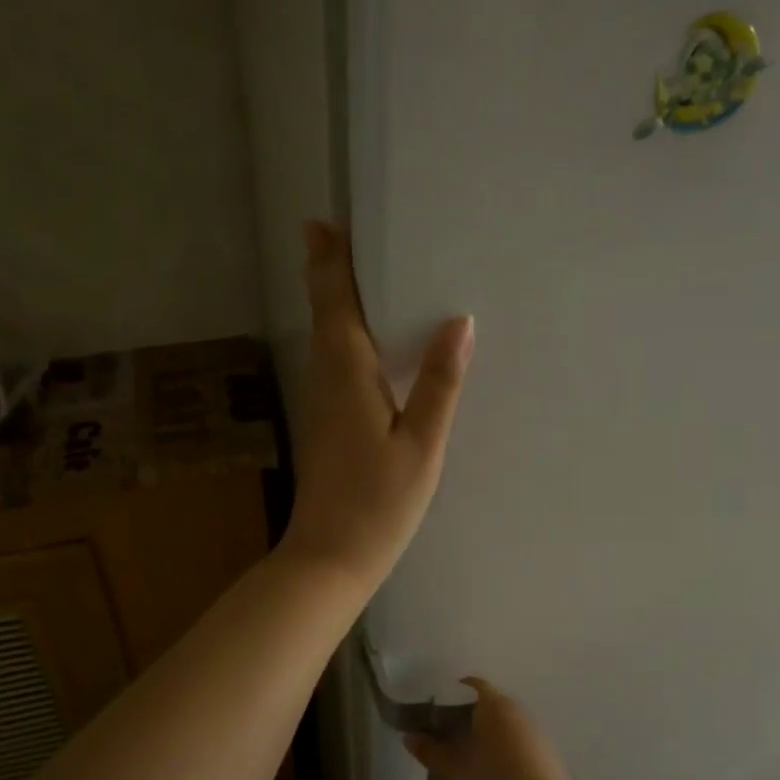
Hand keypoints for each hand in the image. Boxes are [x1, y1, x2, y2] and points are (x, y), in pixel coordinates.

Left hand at [280, 222, 473, 589]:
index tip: (323, 223)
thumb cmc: (379, 502)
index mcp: (346, 373)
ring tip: (350, 270)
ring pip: (324, 337)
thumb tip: (459, 321)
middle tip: (335, 231)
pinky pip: (331, 361)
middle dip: (326, 271)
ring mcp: (320, 402)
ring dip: (332, 300)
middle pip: (324, 313)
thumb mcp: (422, 443)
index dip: (330, 261)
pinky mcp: (324, 422)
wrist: (330, 557)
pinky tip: (362, 339)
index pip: (335, 303)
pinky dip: (341, 334)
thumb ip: (440, 382)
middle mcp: (325, 378)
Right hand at [404, 679, 586, 779]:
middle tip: (435, 743)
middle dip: (459, 722)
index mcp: (497, 706)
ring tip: (456, 766)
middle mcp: (521, 715)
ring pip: (501, 731)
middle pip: (485, 708)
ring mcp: (538, 740)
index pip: (468, 686)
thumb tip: (411, 735)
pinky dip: (497, 758)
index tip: (424, 716)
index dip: (444, 697)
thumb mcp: (453, 774)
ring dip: (479, 742)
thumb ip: (431, 751)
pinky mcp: (548, 766)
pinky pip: (515, 750)